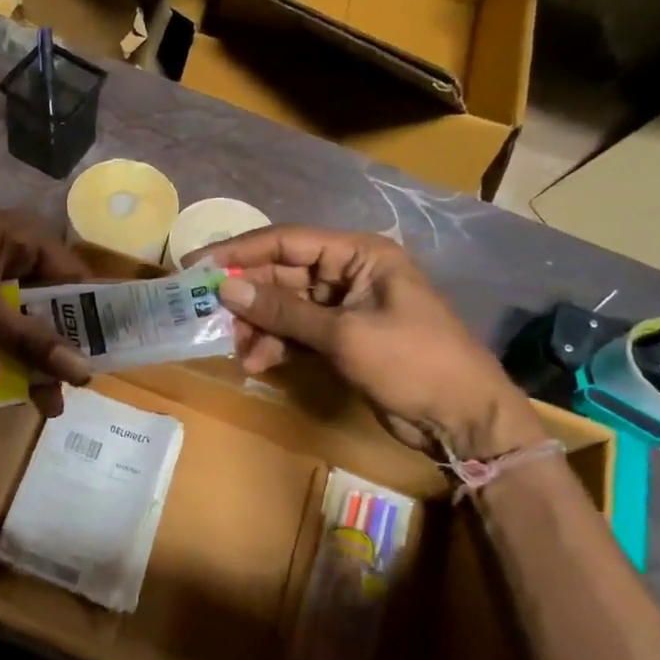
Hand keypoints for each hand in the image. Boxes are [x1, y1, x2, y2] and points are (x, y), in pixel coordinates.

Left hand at [0, 210, 94, 399]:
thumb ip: (32, 340)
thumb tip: (82, 373)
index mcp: (20, 234)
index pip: (73, 273)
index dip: (89, 313)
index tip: (106, 353)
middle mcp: (9, 249)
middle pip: (50, 299)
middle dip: (61, 343)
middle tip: (76, 385)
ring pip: (25, 316)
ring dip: (36, 355)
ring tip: (49, 400)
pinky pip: (0, 325)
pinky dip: (10, 351)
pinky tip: (20, 385)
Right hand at [194, 226, 543, 458]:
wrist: (463, 419)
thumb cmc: (413, 363)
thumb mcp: (344, 335)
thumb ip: (283, 311)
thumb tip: (225, 289)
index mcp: (359, 254)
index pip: (286, 240)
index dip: (239, 251)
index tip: (197, 264)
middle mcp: (348, 272)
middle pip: (282, 274)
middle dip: (247, 297)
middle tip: (206, 314)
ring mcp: (344, 306)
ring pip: (284, 305)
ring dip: (259, 326)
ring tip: (238, 351)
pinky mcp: (341, 337)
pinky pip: (296, 331)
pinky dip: (276, 344)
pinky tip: (258, 363)